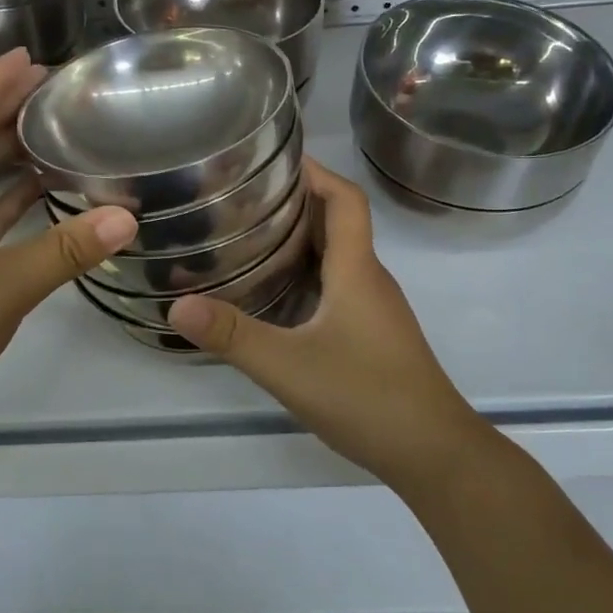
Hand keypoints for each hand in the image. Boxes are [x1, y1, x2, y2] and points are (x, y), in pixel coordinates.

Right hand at [167, 158, 482, 486]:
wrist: (435, 454)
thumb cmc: (368, 397)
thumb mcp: (289, 366)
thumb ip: (232, 336)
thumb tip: (177, 305)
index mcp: (357, 270)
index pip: (345, 199)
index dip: (316, 172)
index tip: (275, 158)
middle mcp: (370, 279)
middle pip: (339, 223)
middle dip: (296, 201)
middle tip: (244, 197)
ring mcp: (375, 310)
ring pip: (338, 257)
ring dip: (301, 239)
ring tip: (250, 236)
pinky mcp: (373, 335)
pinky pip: (338, 286)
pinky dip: (307, 274)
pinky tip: (275, 295)